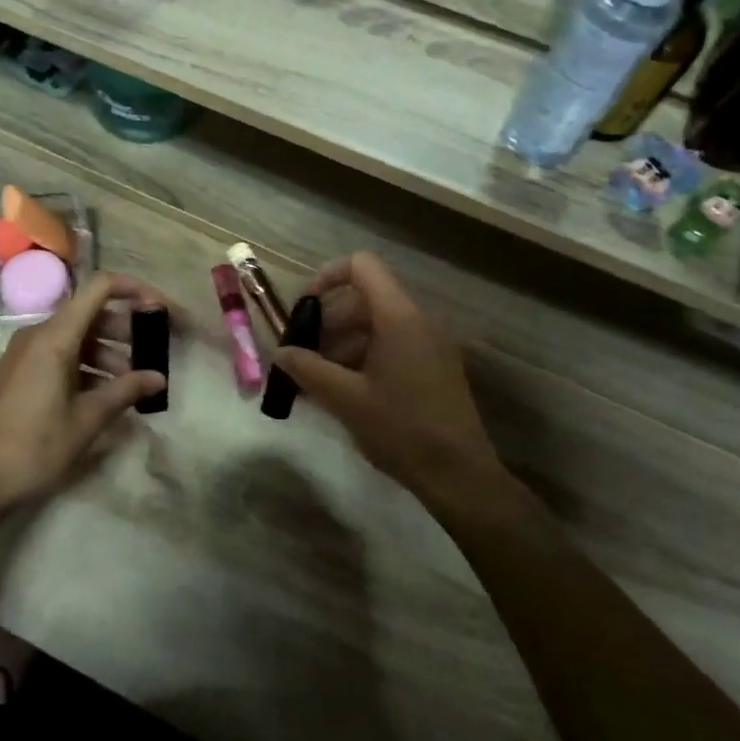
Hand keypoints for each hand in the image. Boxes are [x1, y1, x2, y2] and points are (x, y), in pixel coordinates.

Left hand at [0, 272, 171, 513]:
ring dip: (110, 352)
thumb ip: (125, 391)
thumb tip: (158, 378)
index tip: (162, 310)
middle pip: (91, 313)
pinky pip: (62, 355)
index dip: (135, 290)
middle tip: (156, 351)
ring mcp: (27, 353)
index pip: (100, 288)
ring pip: (78, 337)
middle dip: (127, 329)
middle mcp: (38, 335)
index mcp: (54, 337)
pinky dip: (88, 366)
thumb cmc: (34, 446)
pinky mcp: (22, 372)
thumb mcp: (86, 419)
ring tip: (135, 382)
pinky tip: (107, 394)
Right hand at [273, 253, 505, 510]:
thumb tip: (281, 352)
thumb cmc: (400, 429)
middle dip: (328, 320)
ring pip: (377, 325)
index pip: (362, 266)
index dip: (326, 277)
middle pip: (365, 298)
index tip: (302, 309)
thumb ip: (308, 369)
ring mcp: (431, 345)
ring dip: (342, 343)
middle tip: (302, 353)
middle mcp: (418, 322)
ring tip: (317, 379)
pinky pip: (393, 346)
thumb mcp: (345, 399)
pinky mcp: (435, 368)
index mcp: (399, 319)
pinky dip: (363, 357)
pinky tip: (343, 392)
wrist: (458, 474)